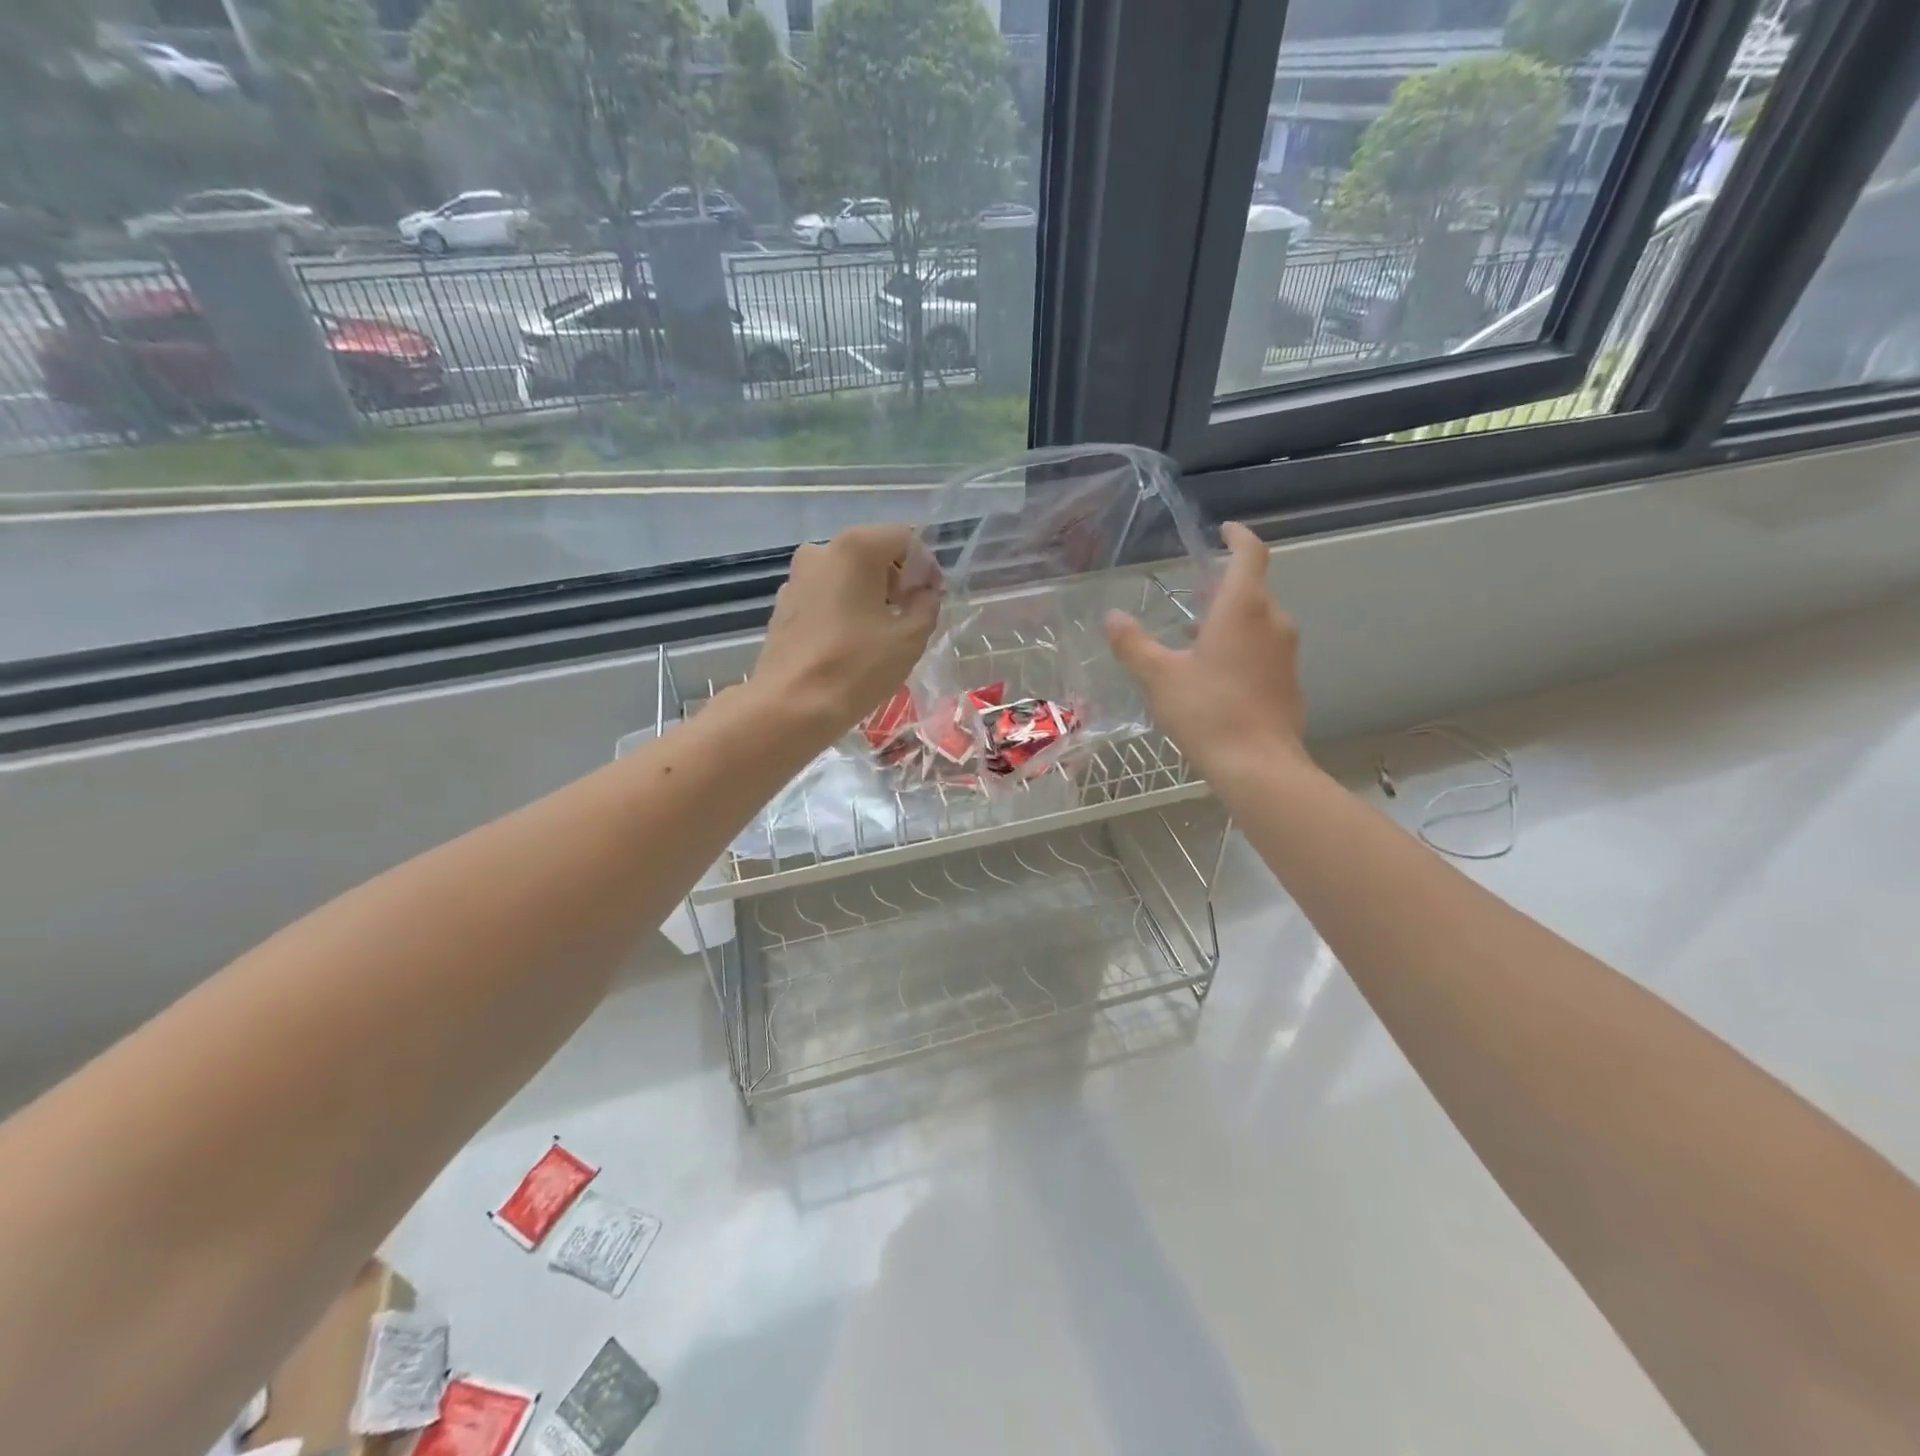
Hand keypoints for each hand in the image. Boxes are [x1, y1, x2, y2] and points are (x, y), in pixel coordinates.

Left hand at [748, 524, 941, 741]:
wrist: (792, 705)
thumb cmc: (857, 666)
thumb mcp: (910, 637)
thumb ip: (927, 604)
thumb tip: (924, 592)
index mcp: (856, 548)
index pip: (904, 538)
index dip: (925, 566)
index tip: (931, 599)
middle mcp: (821, 550)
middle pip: (872, 552)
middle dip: (897, 579)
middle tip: (911, 616)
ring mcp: (797, 577)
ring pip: (847, 574)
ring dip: (870, 594)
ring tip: (882, 632)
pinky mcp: (783, 604)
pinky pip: (825, 595)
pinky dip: (844, 608)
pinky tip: (852, 642)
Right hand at [1105, 522, 1307, 774]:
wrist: (1258, 766)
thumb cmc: (1207, 711)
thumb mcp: (1158, 676)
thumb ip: (1134, 643)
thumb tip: (1113, 617)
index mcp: (1243, 609)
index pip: (1250, 554)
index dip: (1238, 537)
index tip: (1224, 531)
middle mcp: (1272, 622)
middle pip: (1252, 590)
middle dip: (1223, 587)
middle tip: (1192, 594)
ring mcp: (1285, 654)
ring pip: (1258, 622)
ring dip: (1230, 621)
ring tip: (1194, 638)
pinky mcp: (1288, 682)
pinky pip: (1264, 650)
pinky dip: (1241, 648)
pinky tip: (1214, 676)